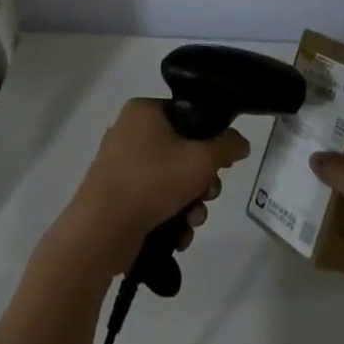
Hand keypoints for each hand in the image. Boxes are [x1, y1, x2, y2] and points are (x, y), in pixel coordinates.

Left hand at [45, 99, 250, 280]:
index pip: (188, 115)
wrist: (101, 230)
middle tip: (208, 193)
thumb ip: (227, 146)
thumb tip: (241, 142)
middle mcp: (130, 131)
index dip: (210, 138)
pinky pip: (155, 198)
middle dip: (202, 179)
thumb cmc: (151, 181)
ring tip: (193, 219)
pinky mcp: (118, 195)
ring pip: (172, 178)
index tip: (222, 161)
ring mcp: (121, 164)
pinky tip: (178, 233)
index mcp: (143, 111)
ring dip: (191, 202)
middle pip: (183, 150)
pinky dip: (170, 215)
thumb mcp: (200, 160)